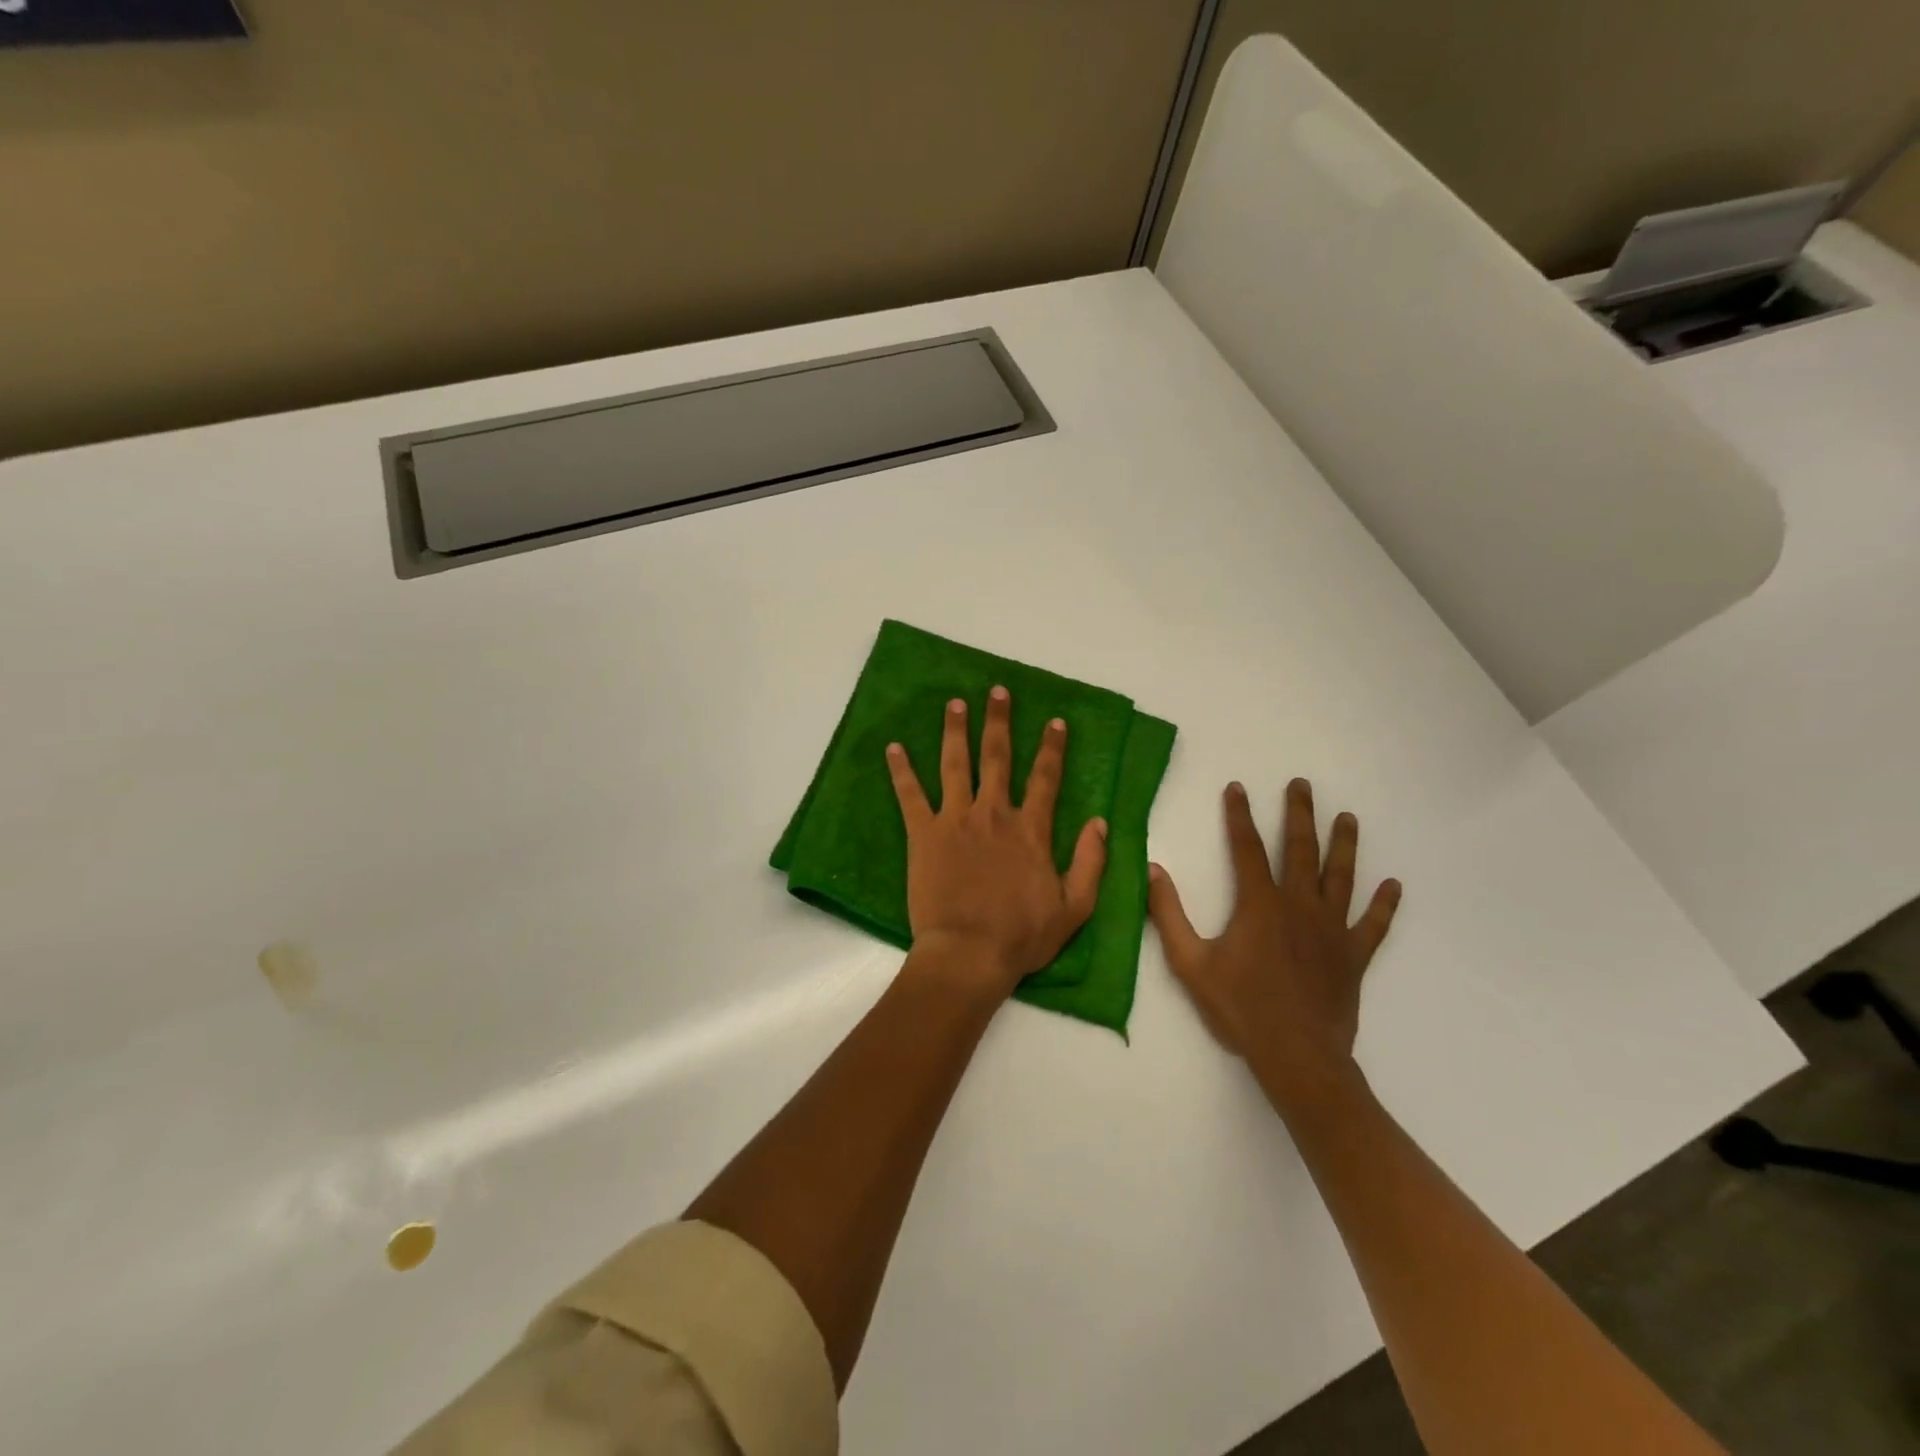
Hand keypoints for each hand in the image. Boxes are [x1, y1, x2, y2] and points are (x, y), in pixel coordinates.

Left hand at [886, 687, 1108, 996]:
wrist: (969, 954)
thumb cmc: (1022, 936)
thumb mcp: (1075, 907)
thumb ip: (1090, 862)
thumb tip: (1099, 822)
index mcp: (1030, 830)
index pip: (1045, 778)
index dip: (1052, 747)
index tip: (1054, 721)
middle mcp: (994, 814)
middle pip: (997, 758)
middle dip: (999, 721)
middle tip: (997, 691)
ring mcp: (956, 820)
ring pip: (955, 764)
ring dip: (955, 731)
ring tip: (954, 704)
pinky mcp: (924, 834)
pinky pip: (910, 795)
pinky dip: (901, 770)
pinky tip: (893, 747)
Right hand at [1149, 778, 1400, 1104]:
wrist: (1296, 1055)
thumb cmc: (1240, 1008)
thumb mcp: (1190, 963)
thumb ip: (1169, 915)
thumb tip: (1153, 870)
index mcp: (1260, 905)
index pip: (1247, 848)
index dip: (1239, 815)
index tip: (1237, 788)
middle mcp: (1300, 906)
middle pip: (1302, 850)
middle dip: (1300, 814)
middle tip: (1302, 785)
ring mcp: (1332, 930)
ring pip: (1341, 877)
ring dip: (1344, 845)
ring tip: (1348, 818)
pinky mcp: (1354, 956)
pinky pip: (1373, 925)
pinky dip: (1384, 905)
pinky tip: (1394, 886)